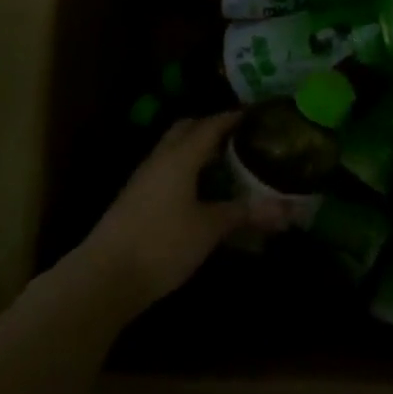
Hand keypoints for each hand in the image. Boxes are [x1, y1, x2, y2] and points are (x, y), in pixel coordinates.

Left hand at [76, 111, 249, 310]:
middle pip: (187, 130)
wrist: (105, 277)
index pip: (211, 124)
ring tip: (230, 164)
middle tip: (243, 138)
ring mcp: (144, 180)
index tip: (260, 116)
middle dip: (214, 128)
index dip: (235, 117)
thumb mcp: (210, 228)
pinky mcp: (137, 200)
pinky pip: (168, 172)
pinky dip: (189, 171)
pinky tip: (205, 192)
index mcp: (179, 157)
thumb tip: (287, 211)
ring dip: (200, 151)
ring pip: (175, 151)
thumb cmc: (162, 244)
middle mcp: (160, 160)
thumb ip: (245, 213)